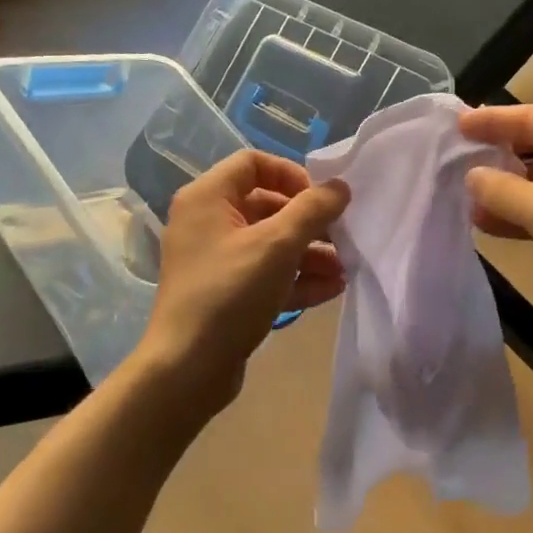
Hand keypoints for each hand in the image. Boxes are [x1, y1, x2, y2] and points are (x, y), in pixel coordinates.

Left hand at [140, 150, 349, 408]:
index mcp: (208, 198)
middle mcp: (207, 223)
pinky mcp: (225, 294)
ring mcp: (215, 260)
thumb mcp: (278, 245)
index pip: (254, 163)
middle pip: (267, 206)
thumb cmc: (230, 293)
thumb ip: (313, 210)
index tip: (322, 201)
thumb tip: (340, 187)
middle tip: (343, 239)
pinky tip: (331, 290)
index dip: (293, 176)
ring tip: (345, 270)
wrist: (187, 368)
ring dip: (310, 254)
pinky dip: (296, 279)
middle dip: (310, 223)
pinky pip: (265, 275)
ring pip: (270, 245)